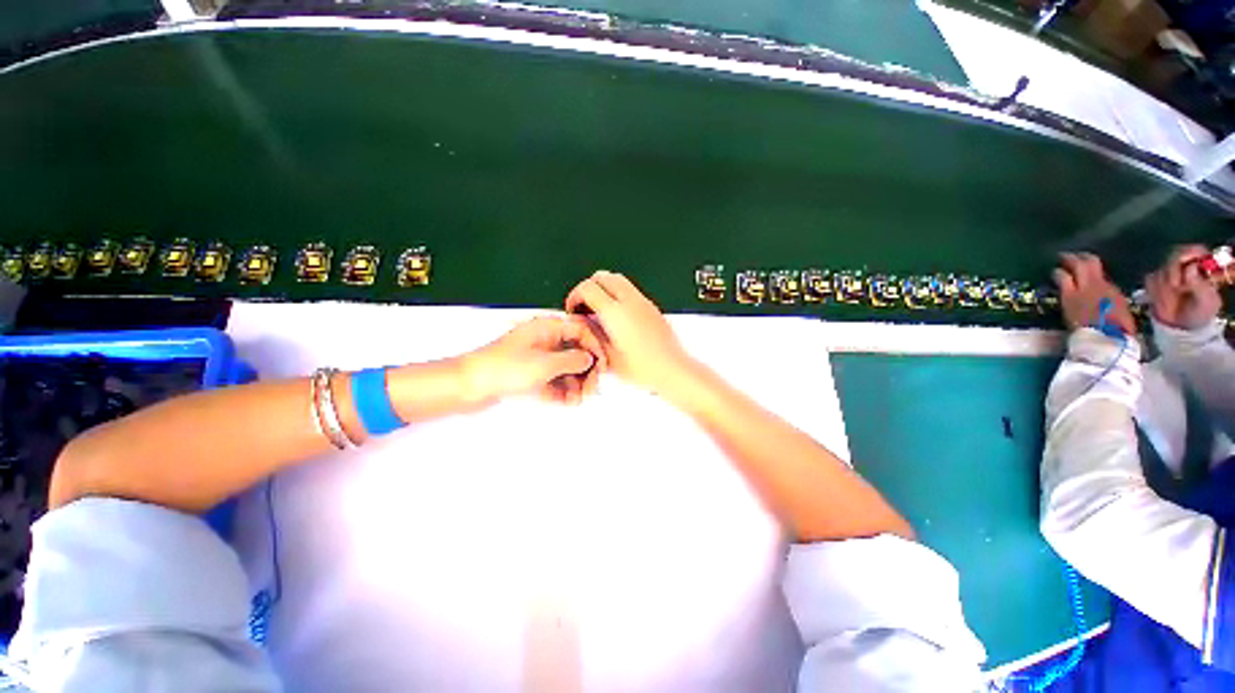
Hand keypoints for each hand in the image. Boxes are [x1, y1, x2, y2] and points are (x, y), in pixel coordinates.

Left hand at [464, 316, 604, 404]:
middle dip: (585, 370)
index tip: (603, 367)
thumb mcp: (544, 364)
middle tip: (591, 389)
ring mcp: (537, 359)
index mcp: (547, 328)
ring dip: (575, 383)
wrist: (466, 387)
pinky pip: (553, 380)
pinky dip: (561, 390)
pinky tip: (567, 402)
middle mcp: (545, 341)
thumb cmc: (505, 368)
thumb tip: (590, 359)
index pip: (580, 331)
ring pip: (565, 368)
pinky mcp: (530, 375)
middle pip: (575, 351)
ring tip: (578, 400)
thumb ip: (572, 360)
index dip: (594, 347)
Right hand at [565, 270, 692, 391]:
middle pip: (602, 276)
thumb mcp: (607, 356)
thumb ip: (591, 333)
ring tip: (599, 312)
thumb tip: (581, 321)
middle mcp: (630, 301)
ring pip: (617, 279)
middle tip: (584, 307)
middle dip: (588, 288)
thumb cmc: (643, 368)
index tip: (573, 310)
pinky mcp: (652, 307)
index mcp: (616, 313)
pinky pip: (630, 290)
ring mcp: (643, 302)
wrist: (672, 369)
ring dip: (604, 289)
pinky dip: (618, 295)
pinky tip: (617, 317)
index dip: (574, 296)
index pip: (588, 287)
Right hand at [1053, 253, 1136, 335]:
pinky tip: (1095, 280)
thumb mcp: (1069, 316)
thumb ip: (1068, 300)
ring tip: (1081, 261)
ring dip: (1087, 261)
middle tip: (1066, 256)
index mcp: (1072, 294)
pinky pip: (1106, 279)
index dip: (1057, 272)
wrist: (1110, 339)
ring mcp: (1105, 287)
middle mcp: (1088, 285)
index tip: (1054, 271)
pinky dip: (1098, 276)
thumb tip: (1065, 291)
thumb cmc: (1084, 332)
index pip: (1061, 275)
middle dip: (1074, 258)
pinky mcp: (1117, 292)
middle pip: (1083, 263)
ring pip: (1095, 266)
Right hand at [1145, 245, 1222, 330]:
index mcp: (1201, 267)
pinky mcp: (1154, 281)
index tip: (1185, 263)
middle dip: (1173, 271)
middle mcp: (1184, 266)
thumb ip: (1201, 286)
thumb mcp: (1207, 301)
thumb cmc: (1199, 313)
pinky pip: (1150, 280)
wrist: (1181, 327)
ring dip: (1164, 285)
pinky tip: (1160, 301)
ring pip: (1161, 270)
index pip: (1195, 251)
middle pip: (1174, 256)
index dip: (1189, 253)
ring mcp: (1168, 273)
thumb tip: (1190, 269)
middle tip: (1175, 286)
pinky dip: (1154, 291)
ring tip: (1170, 301)